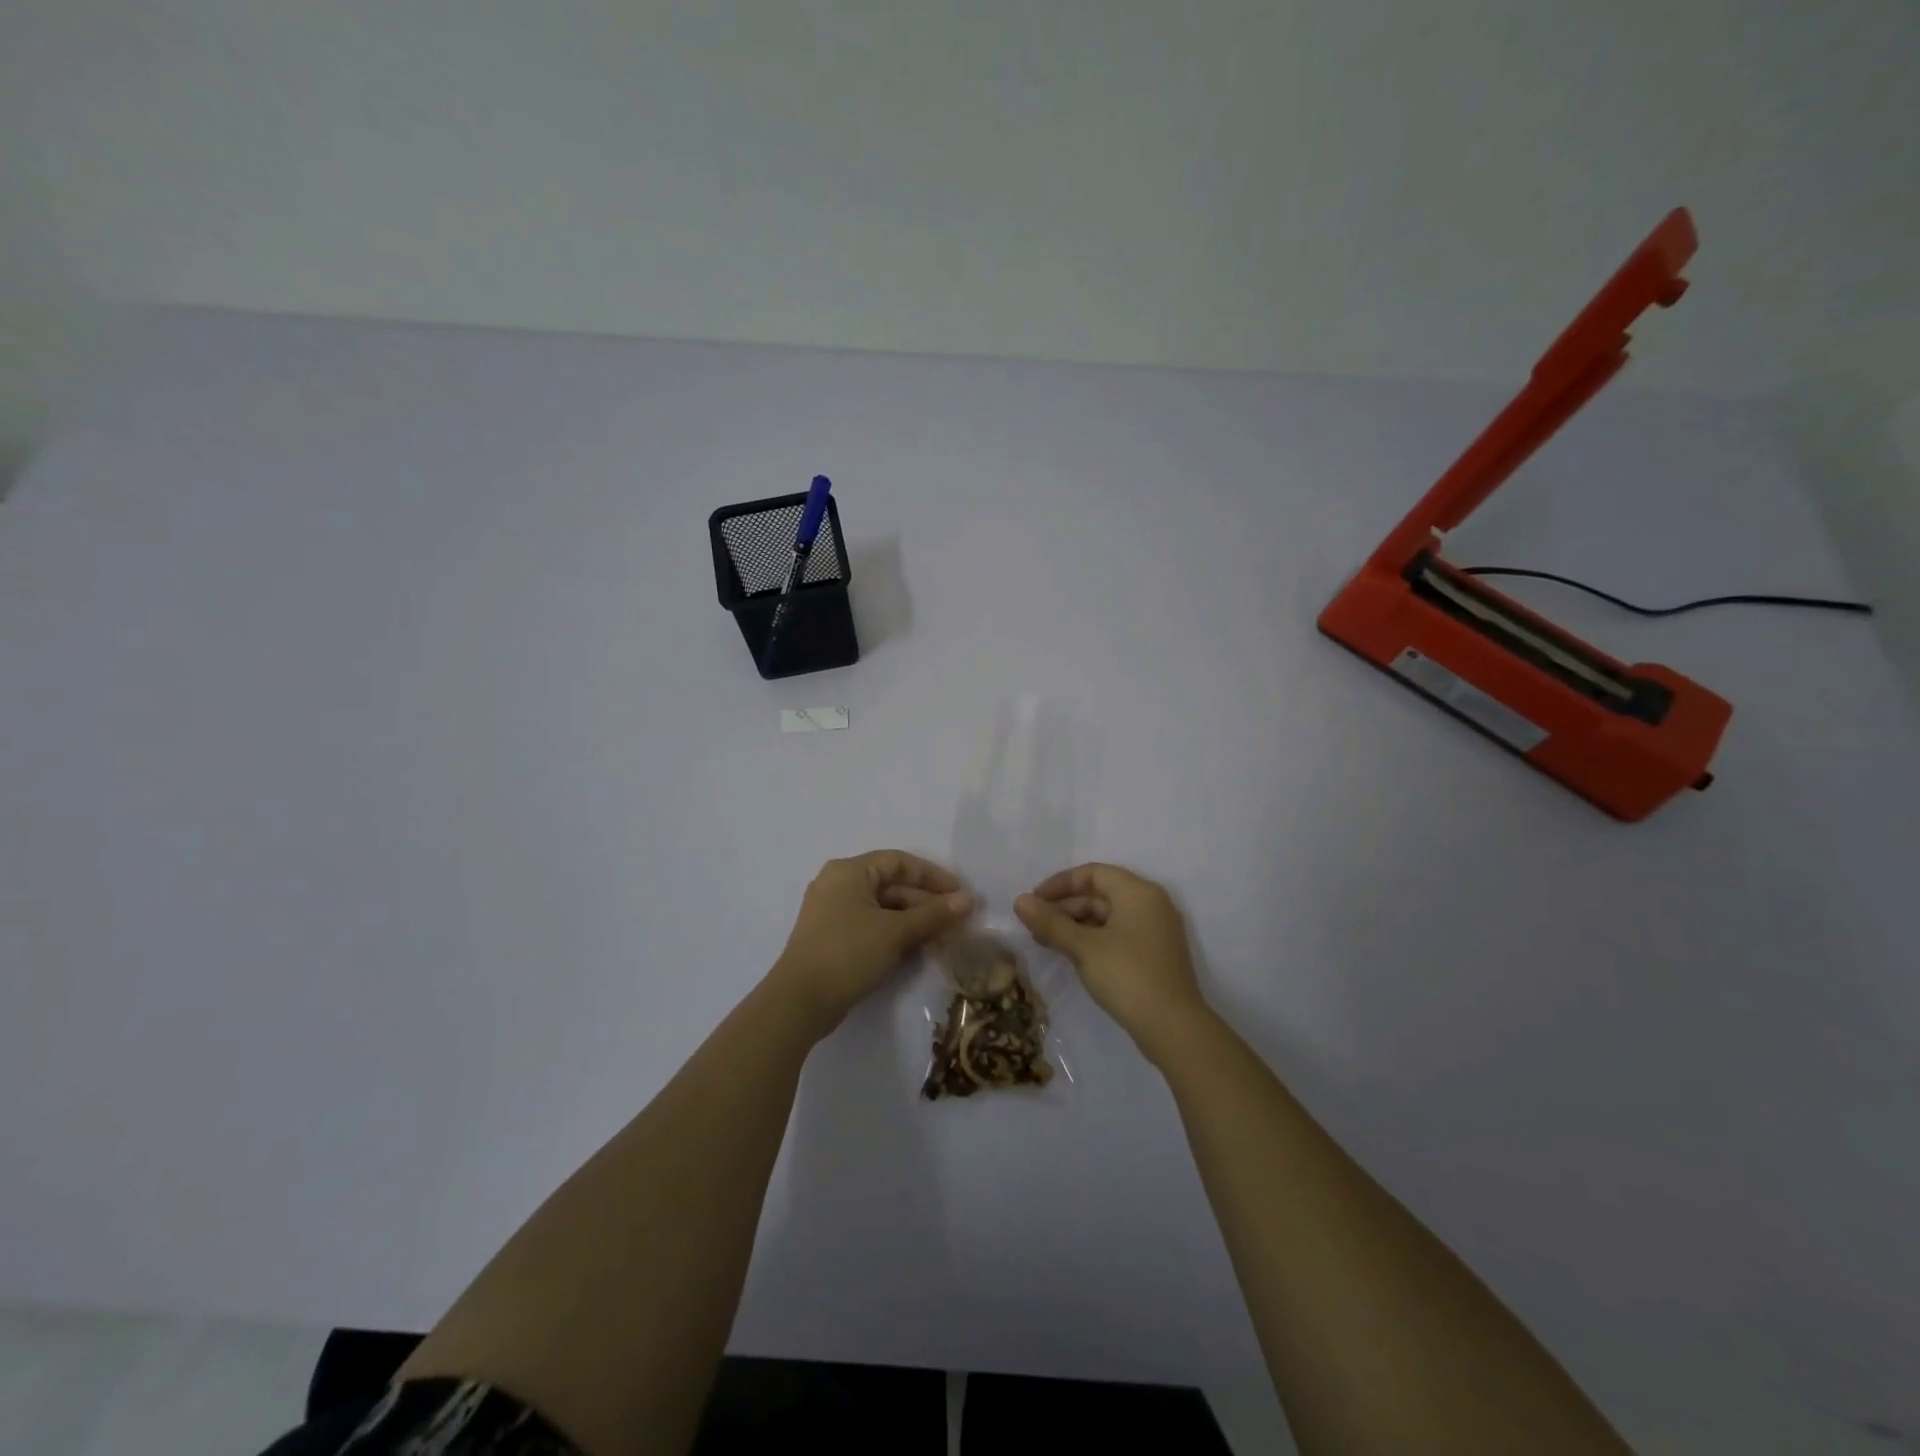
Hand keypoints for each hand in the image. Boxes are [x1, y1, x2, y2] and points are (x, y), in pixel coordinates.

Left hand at [770, 851, 972, 1034]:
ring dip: (913, 920)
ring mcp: (833, 912)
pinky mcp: (833, 938)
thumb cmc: (848, 953)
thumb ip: (933, 914)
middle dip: (925, 902)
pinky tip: (917, 949)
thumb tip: (968, 900)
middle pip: (891, 885)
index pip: (899, 862)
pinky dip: (895, 933)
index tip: (959, 894)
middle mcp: (838, 884)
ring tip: (942, 938)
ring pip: (883, 908)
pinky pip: (871, 926)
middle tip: (956, 922)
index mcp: (849, 871)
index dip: (932, 875)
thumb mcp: (895, 932)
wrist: (799, 1002)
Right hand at [1015, 863, 1208, 1058]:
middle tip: (1034, 925)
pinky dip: (1092, 939)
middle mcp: (1150, 904)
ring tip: (1046, 941)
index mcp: (1138, 892)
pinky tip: (1070, 953)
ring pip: (1108, 916)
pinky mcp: (1154, 955)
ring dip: (1075, 925)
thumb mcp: (1084, 948)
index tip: (1034, 900)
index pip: (1093, 873)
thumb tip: (1020, 901)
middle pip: (1100, 894)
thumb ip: (1051, 922)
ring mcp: (1155, 931)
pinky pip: (1117, 934)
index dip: (1060, 883)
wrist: (1174, 1029)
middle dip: (1065, 907)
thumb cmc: (1128, 976)